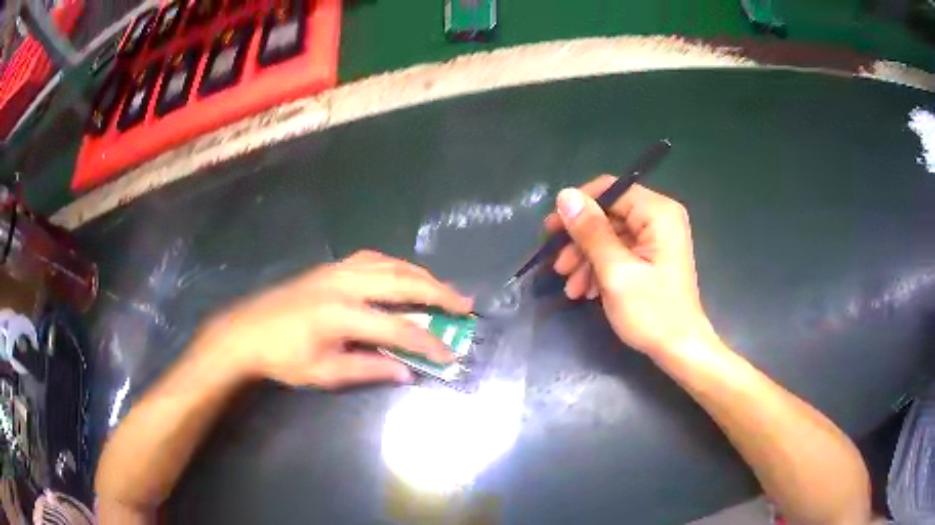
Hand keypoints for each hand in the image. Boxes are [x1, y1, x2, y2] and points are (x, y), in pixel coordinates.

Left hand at [196, 251, 472, 388]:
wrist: (245, 331)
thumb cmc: (281, 358)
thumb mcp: (324, 372)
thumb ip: (367, 369)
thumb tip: (406, 371)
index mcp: (341, 314)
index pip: (397, 327)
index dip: (428, 342)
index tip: (451, 353)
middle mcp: (343, 284)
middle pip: (401, 282)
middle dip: (438, 293)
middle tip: (465, 303)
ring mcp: (336, 270)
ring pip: (389, 264)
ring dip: (420, 275)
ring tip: (442, 288)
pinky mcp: (329, 267)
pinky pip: (371, 258)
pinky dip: (395, 265)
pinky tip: (403, 273)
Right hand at [543, 177, 713, 356]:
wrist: (679, 349)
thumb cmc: (652, 312)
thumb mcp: (616, 271)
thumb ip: (591, 231)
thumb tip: (565, 195)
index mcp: (657, 212)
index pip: (610, 189)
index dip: (578, 206)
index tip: (552, 230)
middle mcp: (658, 218)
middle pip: (608, 214)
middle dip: (580, 241)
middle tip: (557, 264)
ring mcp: (655, 238)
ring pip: (609, 235)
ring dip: (586, 259)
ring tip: (570, 286)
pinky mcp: (651, 257)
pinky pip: (618, 251)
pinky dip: (599, 268)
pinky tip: (584, 291)